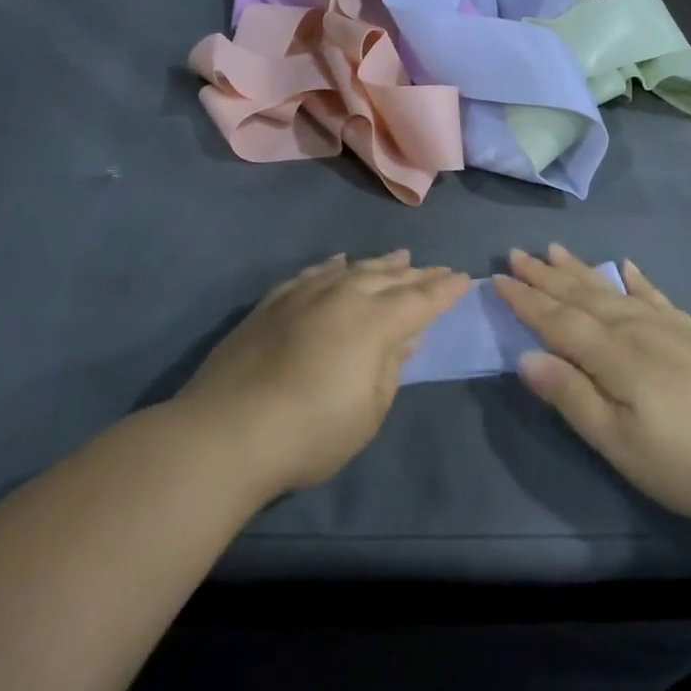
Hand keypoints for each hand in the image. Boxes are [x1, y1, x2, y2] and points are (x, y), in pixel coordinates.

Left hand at [178, 251, 468, 497]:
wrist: (225, 432)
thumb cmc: (309, 433)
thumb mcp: (368, 411)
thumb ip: (390, 367)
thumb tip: (405, 336)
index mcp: (372, 323)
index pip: (419, 300)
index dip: (444, 290)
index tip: (465, 279)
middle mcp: (340, 296)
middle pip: (387, 278)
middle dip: (417, 274)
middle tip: (438, 269)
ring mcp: (302, 295)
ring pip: (350, 270)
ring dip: (378, 264)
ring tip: (399, 257)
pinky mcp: (272, 303)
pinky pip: (311, 274)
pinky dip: (331, 267)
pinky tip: (338, 263)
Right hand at [493, 245, 690, 526]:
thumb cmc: (689, 463)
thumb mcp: (620, 443)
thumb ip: (572, 396)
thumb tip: (525, 357)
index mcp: (614, 355)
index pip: (557, 321)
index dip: (526, 301)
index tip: (497, 279)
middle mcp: (637, 330)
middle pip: (582, 296)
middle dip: (546, 276)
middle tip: (517, 253)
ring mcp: (670, 329)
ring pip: (613, 290)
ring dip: (580, 270)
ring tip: (556, 250)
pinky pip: (656, 296)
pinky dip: (637, 280)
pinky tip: (626, 267)